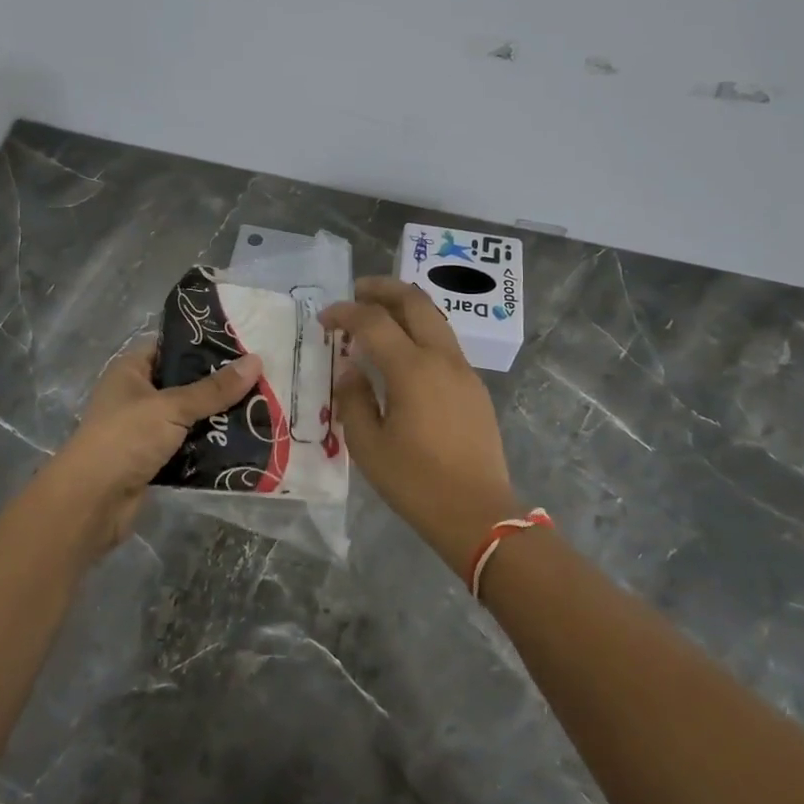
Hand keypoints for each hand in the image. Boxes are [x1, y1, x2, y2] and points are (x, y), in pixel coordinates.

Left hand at [33, 344, 262, 559]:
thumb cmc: (125, 439)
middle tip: (261, 376)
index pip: (170, 346)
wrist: (91, 503)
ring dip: (217, 417)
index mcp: (131, 370)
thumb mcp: (171, 407)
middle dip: (218, 384)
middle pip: (184, 382)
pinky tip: (244, 441)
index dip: (202, 343)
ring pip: (189, 416)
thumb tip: (257, 361)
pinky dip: (209, 446)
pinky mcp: (154, 460)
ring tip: (262, 407)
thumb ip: (214, 389)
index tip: (242, 343)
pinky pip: (188, 446)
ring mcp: (144, 429)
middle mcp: (137, 395)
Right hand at [321, 277, 520, 578]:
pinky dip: (420, 330)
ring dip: (405, 306)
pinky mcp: (474, 387)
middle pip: (414, 302)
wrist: (478, 514)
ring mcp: (463, 370)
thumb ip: (353, 400)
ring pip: (435, 318)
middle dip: (383, 289)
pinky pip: (444, 342)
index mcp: (412, 369)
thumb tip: (350, 371)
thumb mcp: (368, 446)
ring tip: (378, 314)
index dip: (345, 313)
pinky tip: (403, 351)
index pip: (373, 321)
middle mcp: (441, 358)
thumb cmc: (416, 482)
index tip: (324, 319)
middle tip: (357, 291)